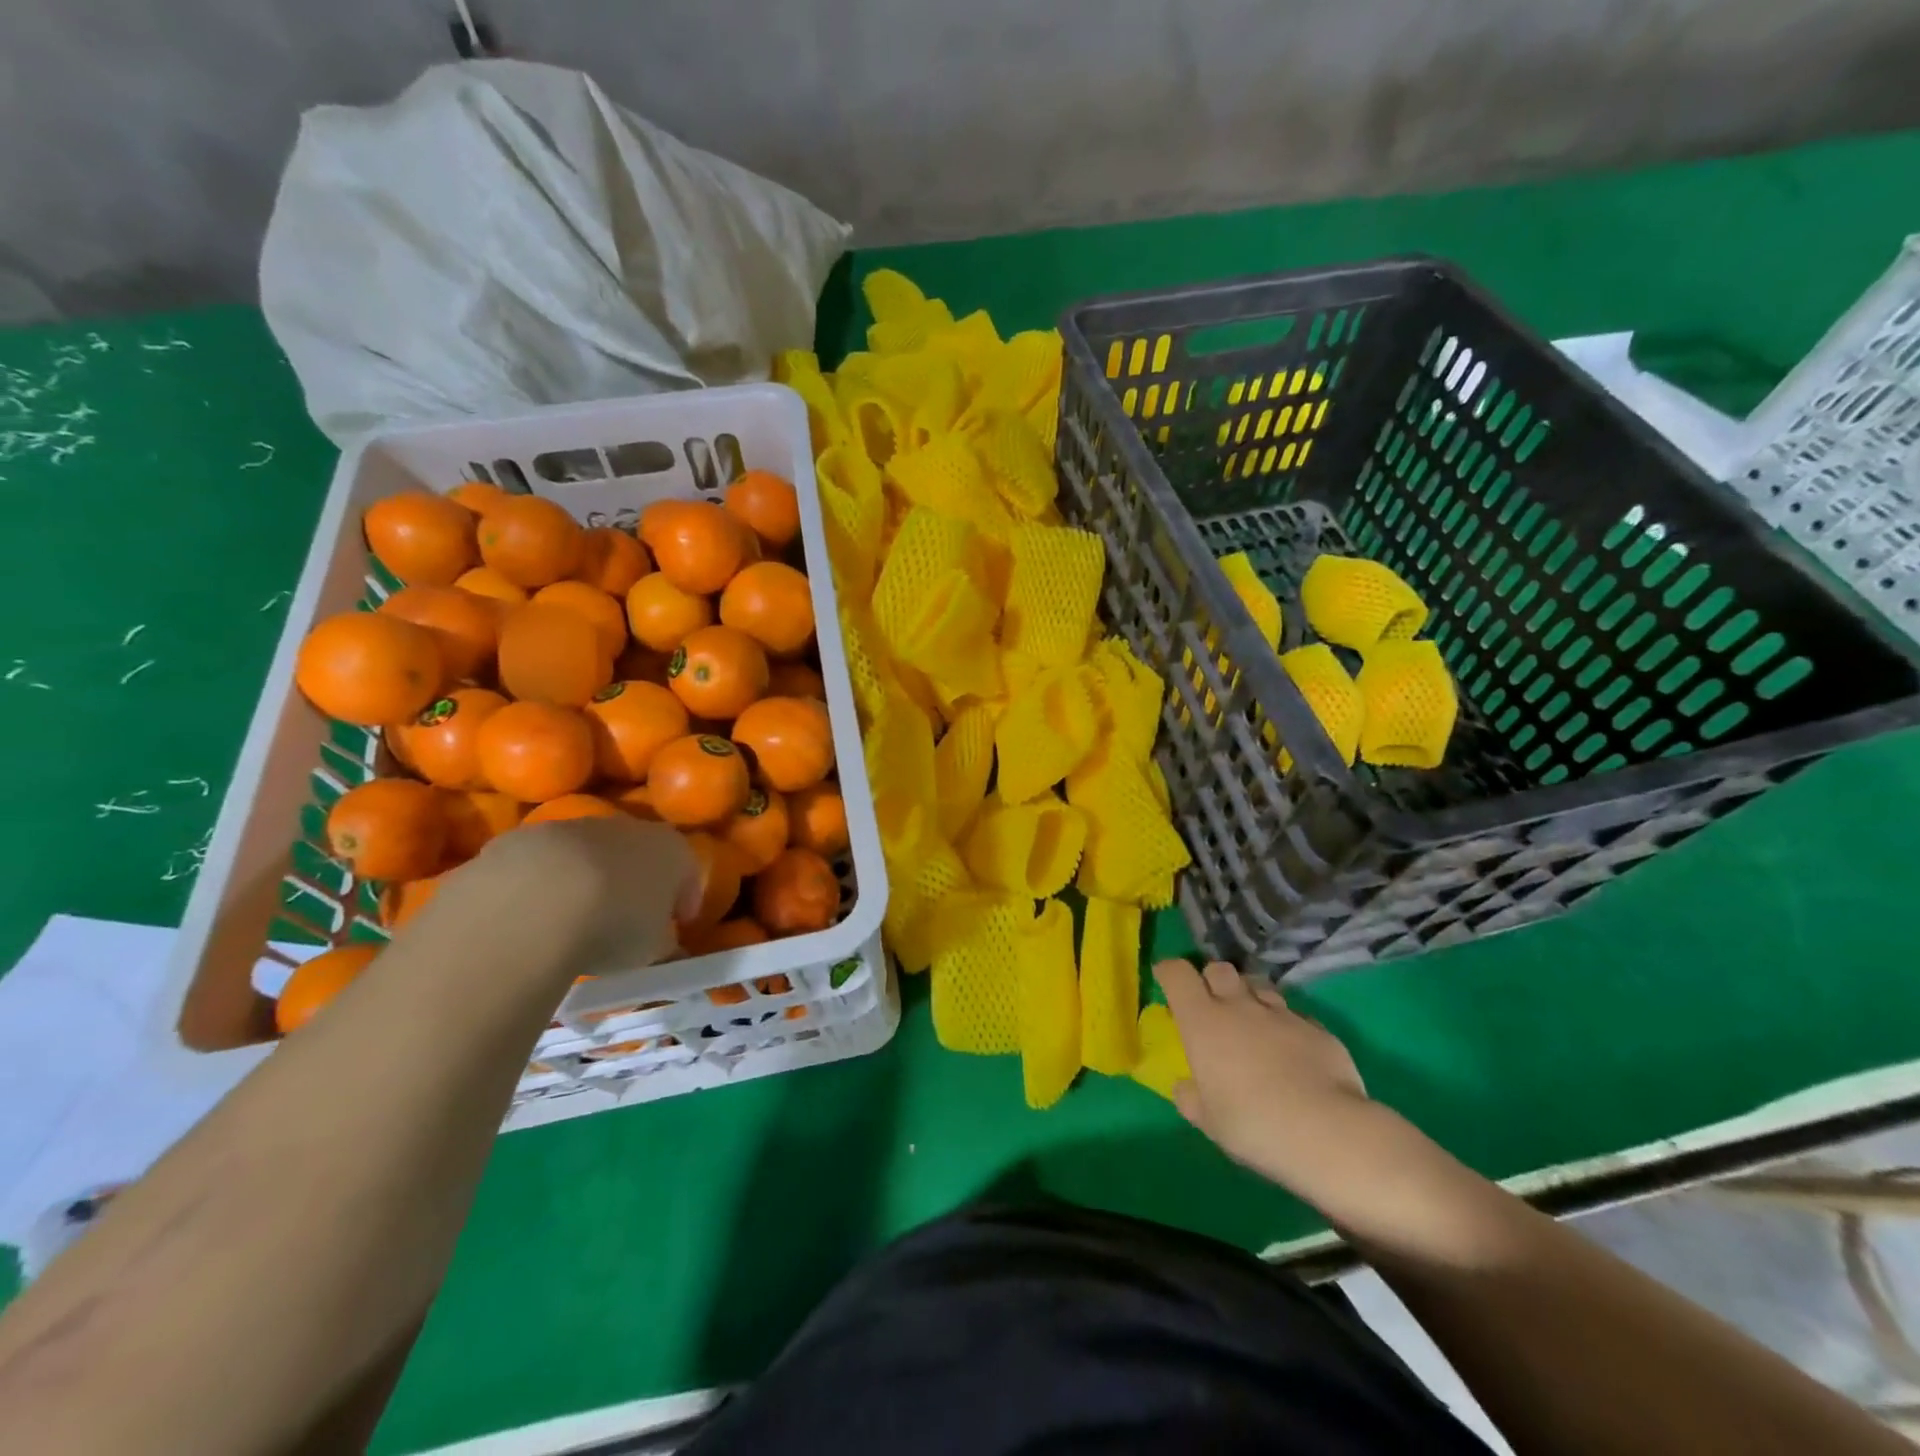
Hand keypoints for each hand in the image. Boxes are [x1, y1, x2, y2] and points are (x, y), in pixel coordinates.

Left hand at [438, 817, 702, 979]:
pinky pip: (539, 865)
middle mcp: (625, 826)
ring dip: (585, 880)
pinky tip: (530, 919)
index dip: (684, 898)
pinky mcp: (520, 839)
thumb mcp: (652, 949)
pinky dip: (540, 886)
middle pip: (636, 853)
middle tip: (626, 921)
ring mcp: (570, 828)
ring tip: (572, 922)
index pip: (687, 870)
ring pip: (585, 854)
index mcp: (669, 848)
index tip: (678, 924)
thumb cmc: (613, 926)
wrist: (530, 907)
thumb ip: (663, 944)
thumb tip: (667, 950)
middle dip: (633, 882)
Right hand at [1157, 959, 1372, 1189]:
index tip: (1166, 980)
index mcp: (1202, 1021)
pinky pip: (1294, 1015)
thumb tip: (1186, 1086)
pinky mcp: (1317, 1028)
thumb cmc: (1252, 1124)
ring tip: (1253, 1023)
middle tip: (1212, 1005)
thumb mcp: (1207, 1120)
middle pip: (1219, 969)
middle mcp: (1239, 1006)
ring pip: (1259, 986)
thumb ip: (1190, 1097)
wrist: (1327, 1132)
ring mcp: (1281, 1014)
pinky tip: (1292, 1052)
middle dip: (1211, 979)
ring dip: (1250, 997)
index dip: (1169, 972)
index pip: (1177, 973)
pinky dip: (1286, 1025)